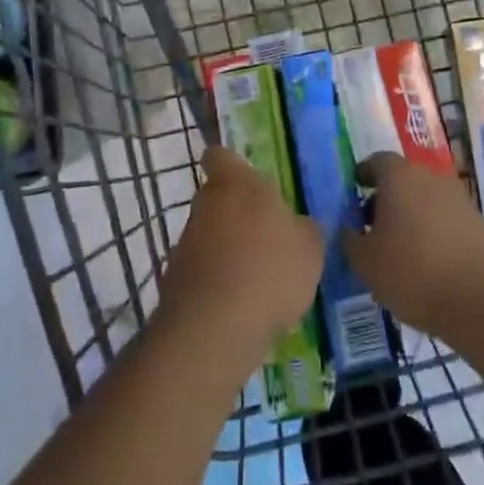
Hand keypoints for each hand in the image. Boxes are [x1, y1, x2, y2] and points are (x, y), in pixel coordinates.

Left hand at [160, 146, 322, 359]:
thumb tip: (295, 226)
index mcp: (237, 184)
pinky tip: (238, 306)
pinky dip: (215, 282)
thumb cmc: (270, 270)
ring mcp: (185, 242)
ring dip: (225, 250)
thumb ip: (302, 229)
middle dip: (235, 212)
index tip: (246, 179)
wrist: (215, 328)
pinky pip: (201, 271)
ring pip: (208, 235)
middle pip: (217, 197)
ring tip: (255, 279)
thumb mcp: (309, 247)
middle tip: (264, 236)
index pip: (220, 155)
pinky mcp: (173, 280)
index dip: (231, 165)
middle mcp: (206, 204)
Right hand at [342, 153, 483, 336]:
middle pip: (402, 178)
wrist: (478, 296)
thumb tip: (348, 228)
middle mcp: (429, 175)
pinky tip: (428, 260)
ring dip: (412, 214)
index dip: (364, 175)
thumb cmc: (411, 271)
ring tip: (401, 248)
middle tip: (374, 227)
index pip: (376, 161)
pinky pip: (445, 217)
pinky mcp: (477, 220)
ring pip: (425, 197)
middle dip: (387, 198)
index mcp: (399, 175)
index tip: (355, 194)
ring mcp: (457, 196)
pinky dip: (433, 230)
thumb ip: (350, 239)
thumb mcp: (365, 261)